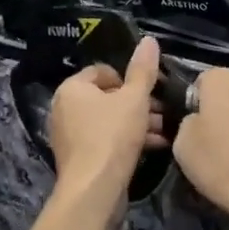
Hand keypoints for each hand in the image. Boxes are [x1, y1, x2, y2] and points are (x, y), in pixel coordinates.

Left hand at [47, 38, 163, 198]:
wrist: (94, 189)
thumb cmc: (112, 135)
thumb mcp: (135, 99)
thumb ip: (143, 70)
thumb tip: (149, 40)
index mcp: (72, 88)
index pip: (103, 71)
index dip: (130, 79)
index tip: (150, 91)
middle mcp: (64, 108)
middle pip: (107, 97)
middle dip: (138, 104)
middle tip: (163, 113)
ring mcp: (69, 135)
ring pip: (109, 120)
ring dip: (137, 123)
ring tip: (164, 131)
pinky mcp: (79, 158)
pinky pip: (105, 140)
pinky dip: (126, 140)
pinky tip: (152, 147)